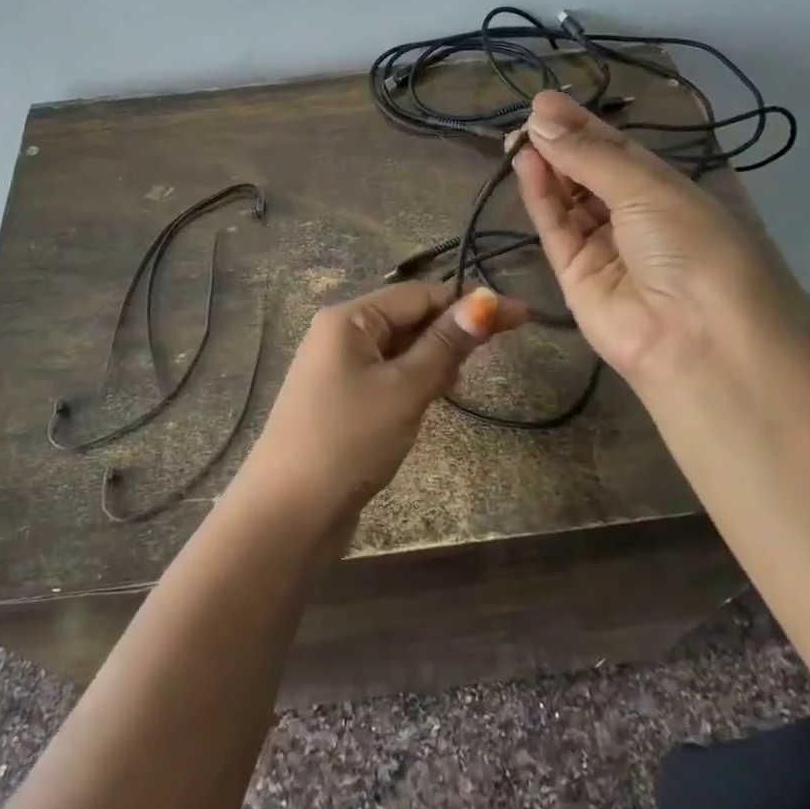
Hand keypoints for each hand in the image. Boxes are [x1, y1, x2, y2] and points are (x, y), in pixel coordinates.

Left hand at [237, 281, 526, 531]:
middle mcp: (341, 334)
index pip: (419, 295)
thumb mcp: (404, 389)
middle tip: (497, 351)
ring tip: (458, 382)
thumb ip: (445, 345)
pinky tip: (434, 396)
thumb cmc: (348, 441)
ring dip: (435, 357)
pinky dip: (416, 380)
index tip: (521, 316)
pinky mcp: (343, 401)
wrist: (288, 513)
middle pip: (409, 318)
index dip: (471, 302)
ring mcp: (339, 369)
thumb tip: (485, 302)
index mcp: (349, 318)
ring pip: (401, 349)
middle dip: (452, 330)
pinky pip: (389, 375)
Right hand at [513, 89, 809, 389]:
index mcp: (668, 193)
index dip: (584, 126)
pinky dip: (540, 197)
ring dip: (547, 167)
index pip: (619, 151)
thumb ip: (590, 156)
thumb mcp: (648, 190)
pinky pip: (555, 229)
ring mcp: (605, 250)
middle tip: (527, 117)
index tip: (546, 103)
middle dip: (562, 144)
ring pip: (569, 200)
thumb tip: (541, 119)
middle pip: (590, 174)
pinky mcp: (575, 277)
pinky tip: (525, 164)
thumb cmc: (691, 249)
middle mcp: (637, 219)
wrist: (697, 342)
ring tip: (519, 136)